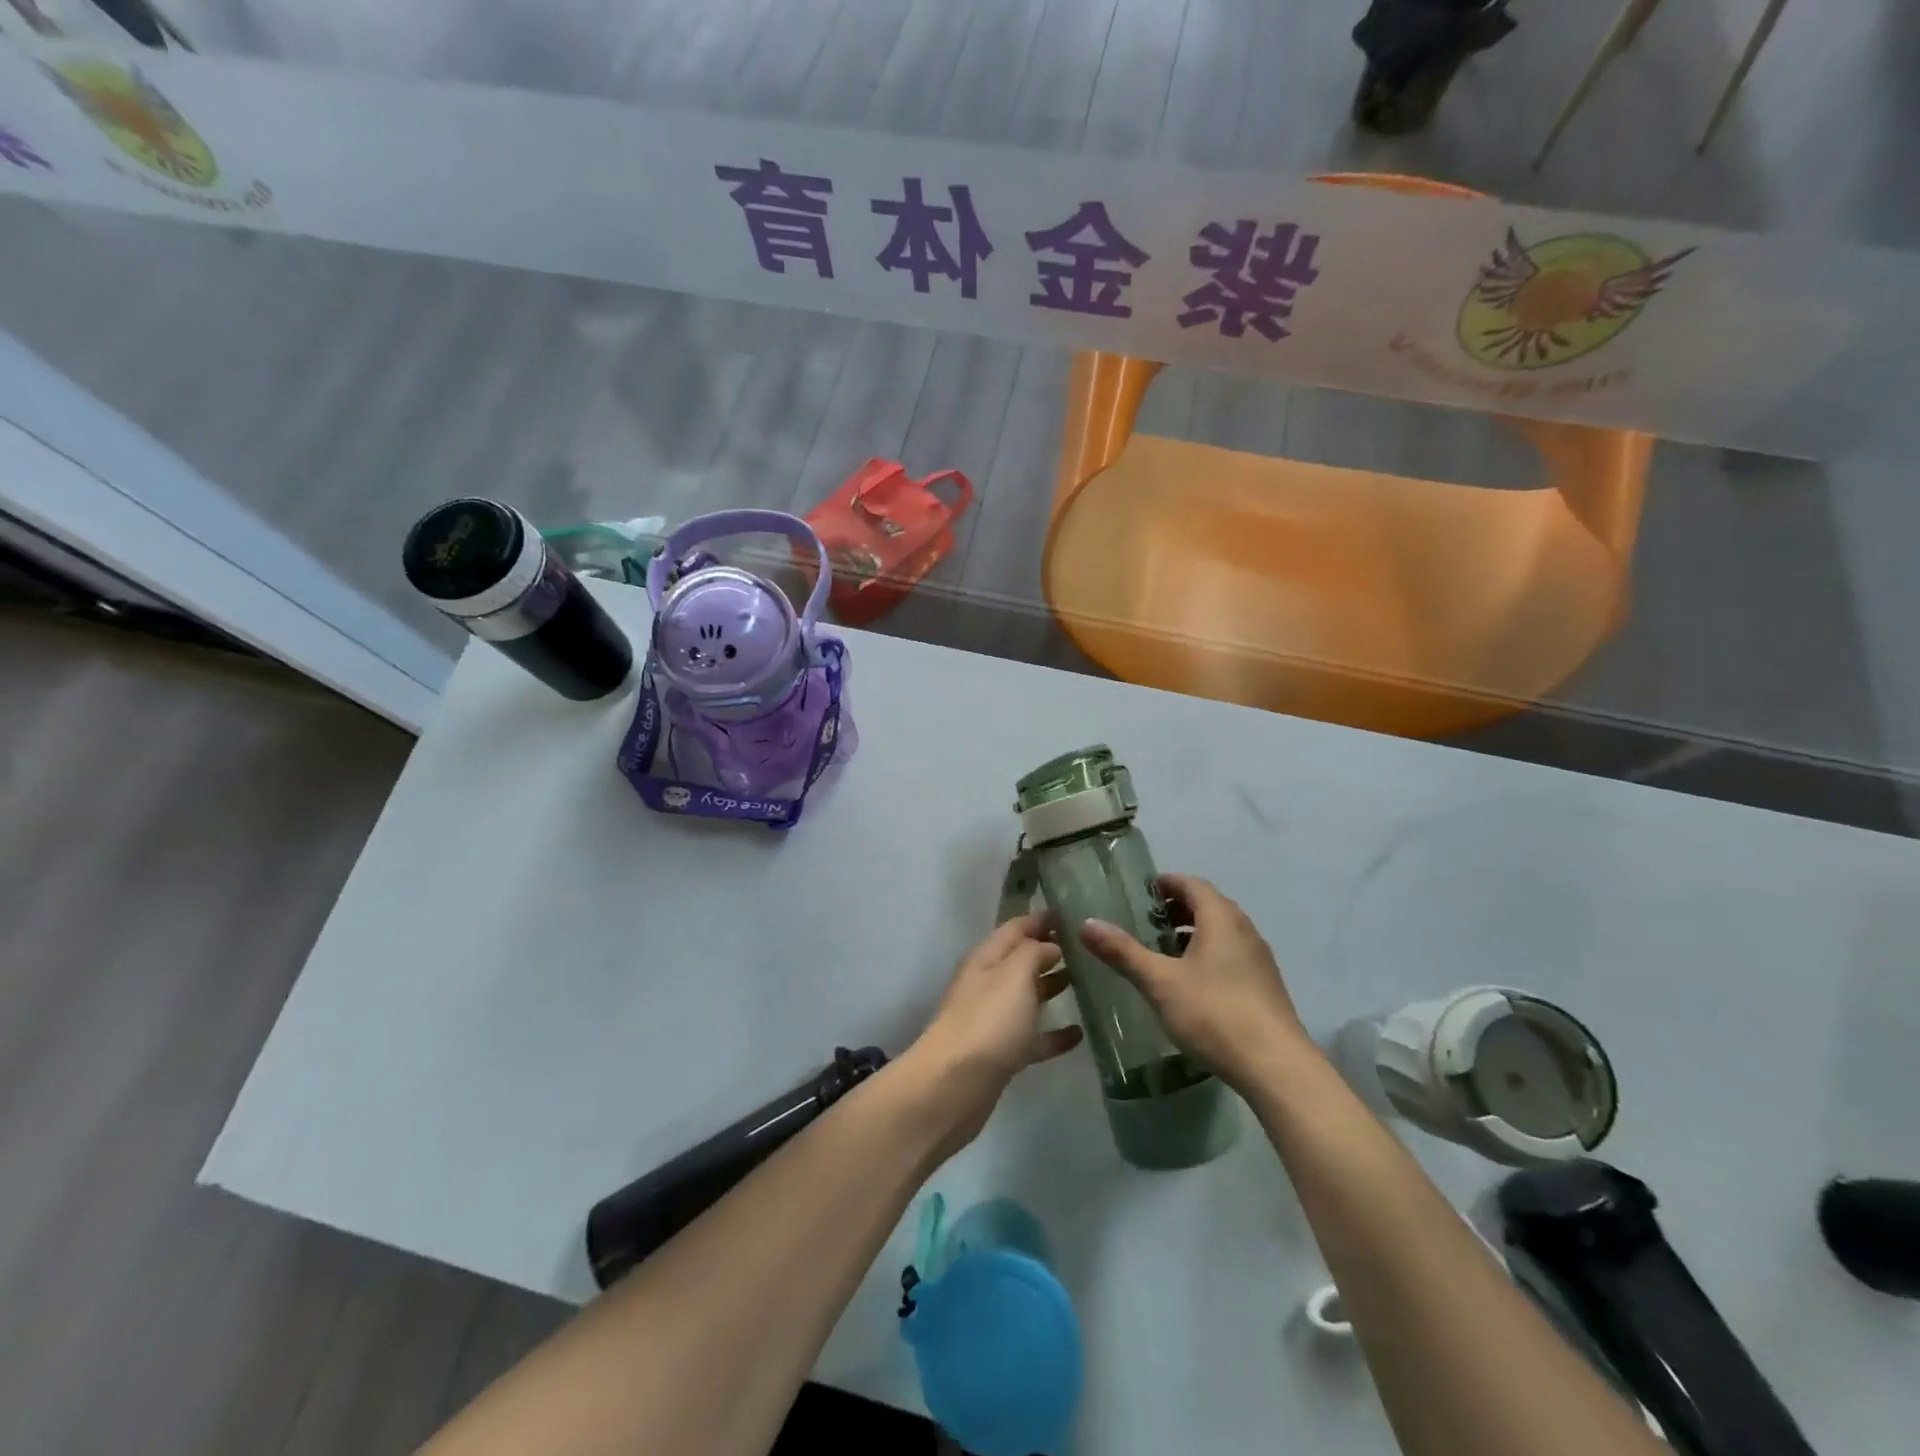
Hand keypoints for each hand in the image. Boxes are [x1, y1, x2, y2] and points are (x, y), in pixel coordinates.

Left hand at [904, 913, 1084, 1155]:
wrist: (954, 1086)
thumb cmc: (987, 1021)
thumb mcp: (1013, 975)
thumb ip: (1033, 953)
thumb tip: (1050, 946)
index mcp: (986, 958)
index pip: (1016, 927)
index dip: (1042, 919)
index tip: (1074, 914)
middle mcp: (988, 983)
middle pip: (1021, 960)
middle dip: (1051, 951)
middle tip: (1090, 949)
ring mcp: (993, 1020)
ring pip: (1027, 997)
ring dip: (1053, 987)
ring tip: (1090, 983)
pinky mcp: (1002, 1054)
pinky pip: (1032, 1037)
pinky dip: (1054, 1033)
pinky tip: (1080, 1034)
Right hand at [1080, 874, 1312, 1094]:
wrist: (1275, 1066)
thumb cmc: (1214, 1013)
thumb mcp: (1159, 982)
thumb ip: (1123, 952)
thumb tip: (1086, 924)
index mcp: (1221, 919)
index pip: (1193, 884)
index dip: (1167, 883)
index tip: (1142, 892)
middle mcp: (1244, 930)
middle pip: (1209, 906)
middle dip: (1177, 908)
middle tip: (1145, 921)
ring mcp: (1258, 959)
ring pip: (1221, 932)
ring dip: (1192, 933)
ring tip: (1162, 951)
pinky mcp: (1264, 987)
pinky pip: (1231, 955)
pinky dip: (1207, 954)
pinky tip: (1190, 982)